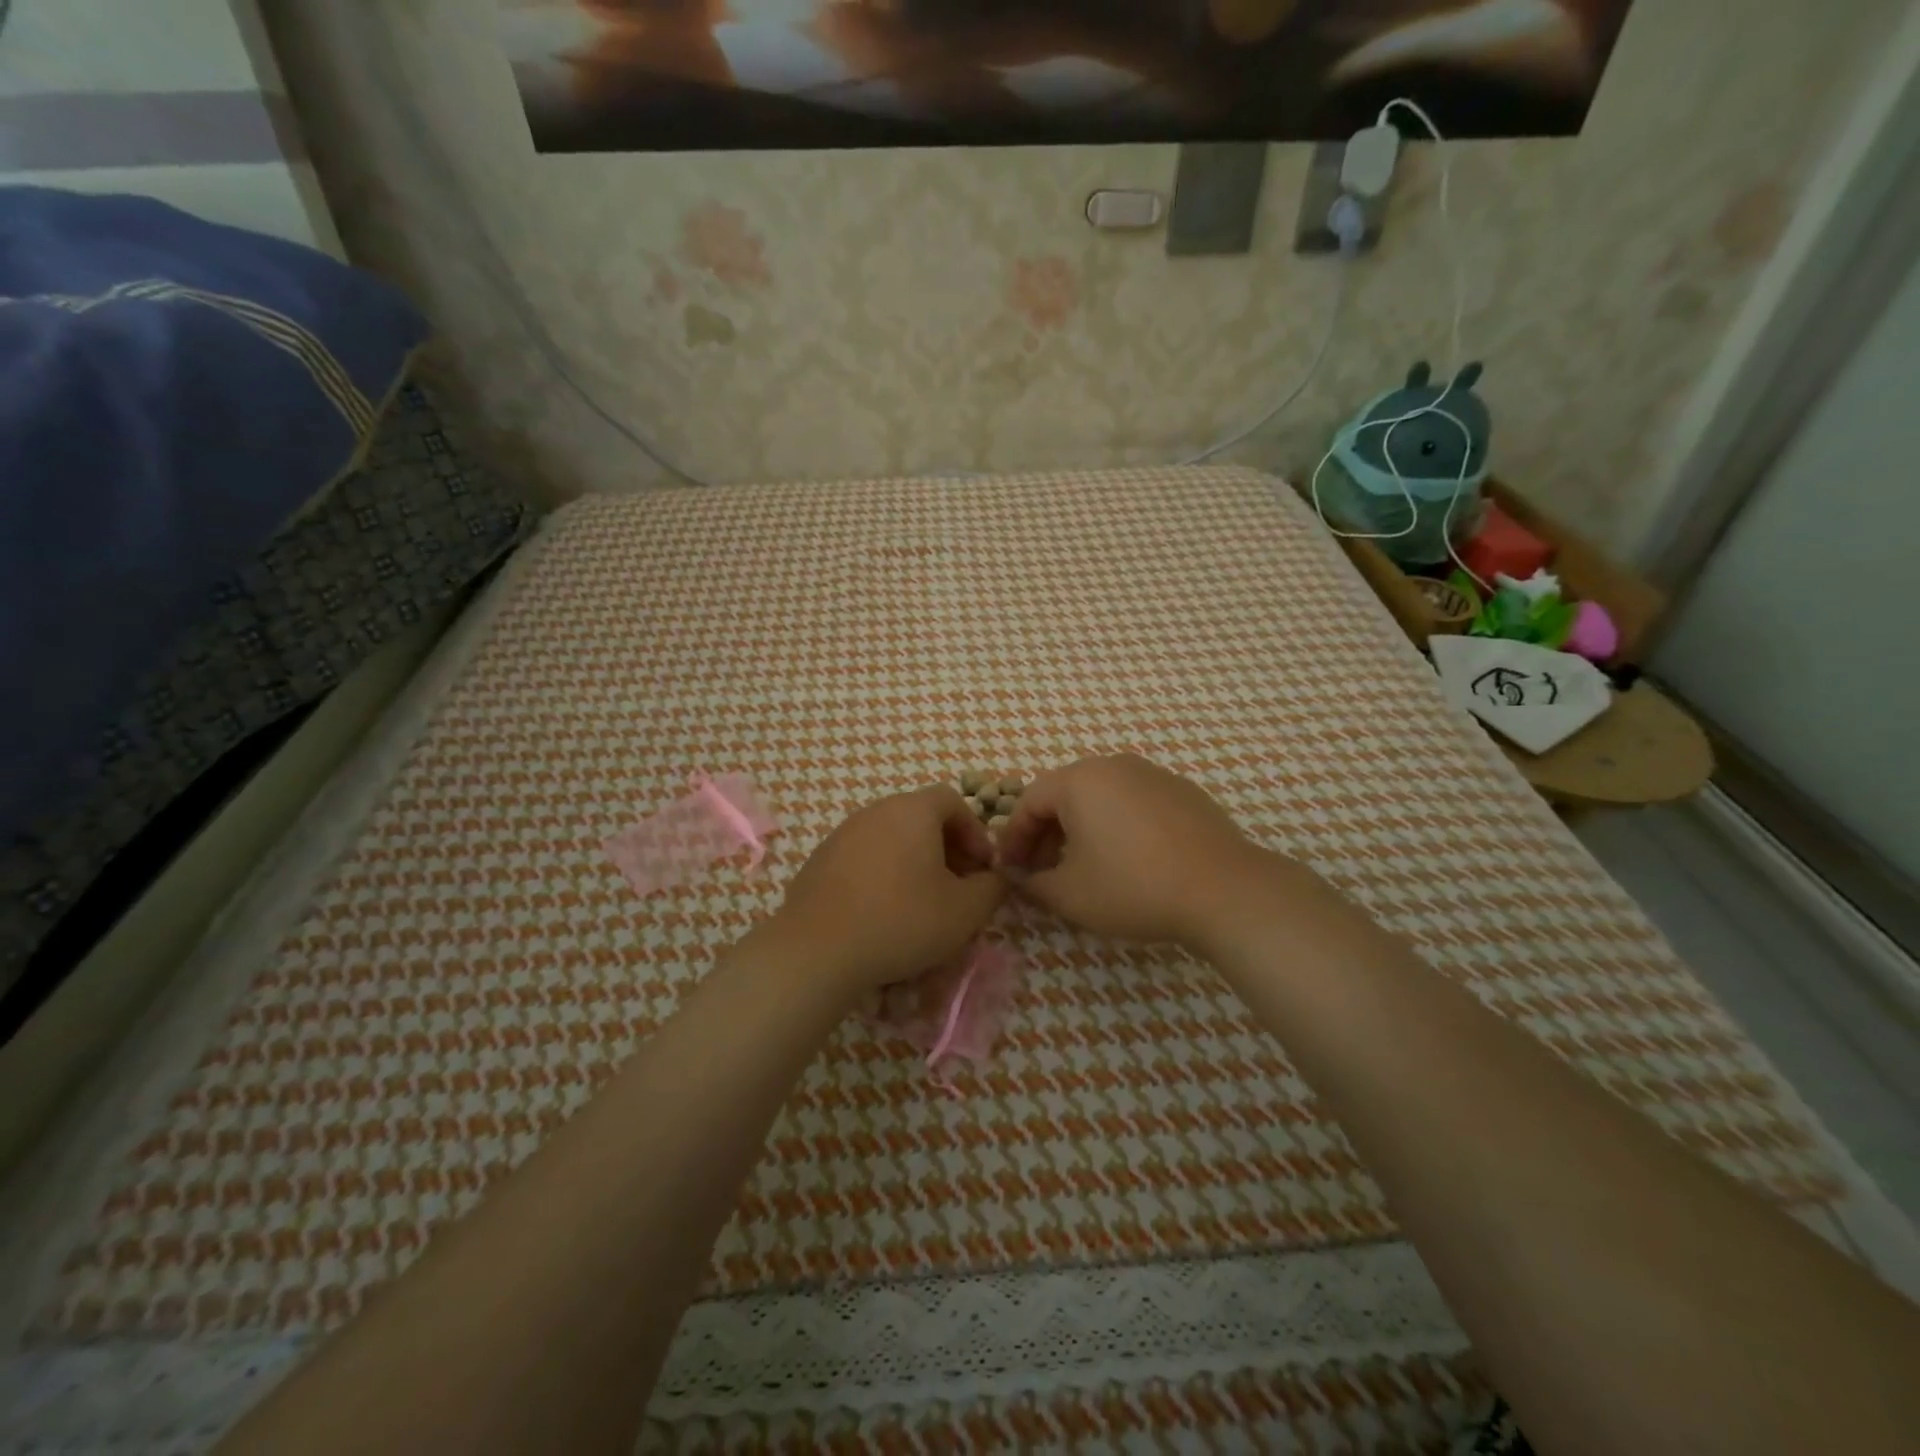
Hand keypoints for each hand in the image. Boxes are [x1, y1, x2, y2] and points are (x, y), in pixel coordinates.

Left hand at [774, 786, 1004, 994]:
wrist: (818, 950)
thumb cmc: (902, 920)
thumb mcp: (965, 911)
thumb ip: (992, 888)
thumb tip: (996, 878)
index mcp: (912, 810)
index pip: (952, 801)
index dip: (975, 833)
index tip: (982, 869)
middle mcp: (876, 811)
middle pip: (921, 819)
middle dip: (947, 851)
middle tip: (958, 889)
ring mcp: (842, 834)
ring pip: (892, 840)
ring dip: (914, 865)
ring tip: (923, 904)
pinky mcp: (820, 861)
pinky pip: (864, 859)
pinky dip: (883, 877)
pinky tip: (884, 914)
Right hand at [997, 753, 1270, 945]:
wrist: (1224, 891)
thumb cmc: (1134, 887)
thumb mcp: (1069, 895)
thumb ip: (1031, 883)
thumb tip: (1016, 877)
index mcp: (1079, 780)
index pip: (1029, 802)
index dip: (1014, 838)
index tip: (1011, 870)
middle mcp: (1114, 766)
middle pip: (1064, 795)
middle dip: (1047, 834)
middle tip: (1043, 872)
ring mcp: (1153, 775)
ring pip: (1101, 797)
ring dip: (1082, 829)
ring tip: (1084, 867)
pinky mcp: (1183, 791)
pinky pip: (1134, 803)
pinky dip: (1118, 826)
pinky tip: (1129, 860)